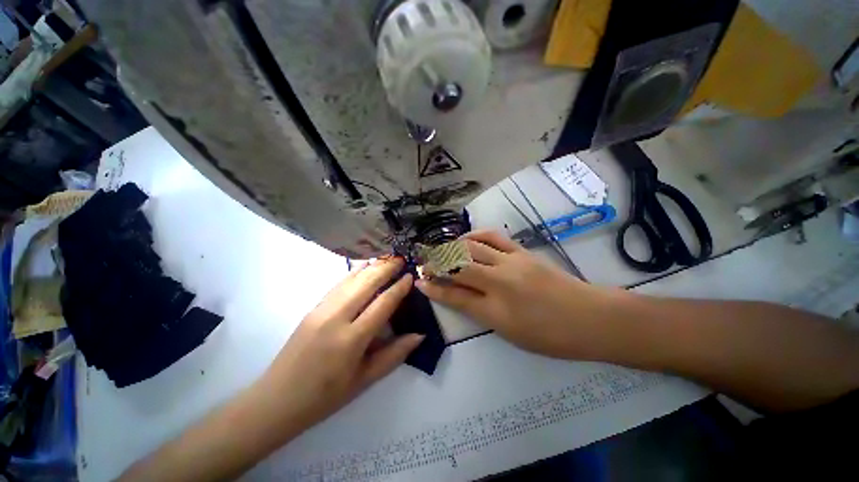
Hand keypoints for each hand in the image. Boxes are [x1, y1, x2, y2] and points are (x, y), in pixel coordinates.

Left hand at [258, 257, 423, 436]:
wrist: (277, 400)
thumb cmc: (326, 396)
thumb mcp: (365, 380)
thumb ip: (395, 355)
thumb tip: (420, 335)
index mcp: (351, 340)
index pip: (382, 305)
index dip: (398, 288)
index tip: (410, 276)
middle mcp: (336, 318)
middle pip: (366, 284)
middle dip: (386, 268)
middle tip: (401, 258)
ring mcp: (321, 310)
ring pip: (351, 280)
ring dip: (371, 266)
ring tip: (387, 256)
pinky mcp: (313, 308)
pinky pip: (338, 284)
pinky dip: (354, 272)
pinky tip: (363, 265)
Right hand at [416, 230, 611, 359]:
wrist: (591, 317)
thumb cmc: (550, 335)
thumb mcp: (508, 331)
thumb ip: (479, 311)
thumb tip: (456, 296)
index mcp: (495, 309)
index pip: (454, 296)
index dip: (434, 289)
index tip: (419, 282)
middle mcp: (499, 281)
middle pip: (459, 266)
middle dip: (437, 264)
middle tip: (426, 264)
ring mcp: (511, 262)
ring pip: (472, 247)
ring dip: (452, 247)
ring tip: (443, 250)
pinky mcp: (522, 252)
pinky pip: (493, 237)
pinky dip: (475, 235)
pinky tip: (467, 238)